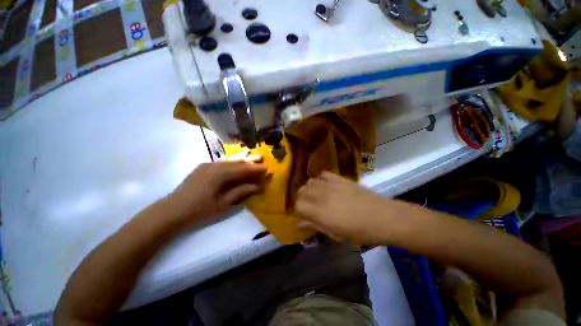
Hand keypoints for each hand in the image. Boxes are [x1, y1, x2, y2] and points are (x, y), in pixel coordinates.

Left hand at [167, 160, 266, 225]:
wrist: (171, 211)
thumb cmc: (199, 210)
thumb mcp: (223, 204)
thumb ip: (241, 192)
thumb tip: (256, 186)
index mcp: (221, 174)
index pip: (243, 169)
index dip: (255, 168)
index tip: (266, 167)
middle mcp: (215, 166)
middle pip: (236, 162)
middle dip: (249, 160)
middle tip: (261, 158)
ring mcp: (207, 165)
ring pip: (228, 160)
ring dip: (241, 160)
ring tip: (251, 157)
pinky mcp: (202, 168)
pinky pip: (221, 162)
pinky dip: (230, 162)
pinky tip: (234, 162)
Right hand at [295, 172, 392, 244]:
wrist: (381, 217)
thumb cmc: (358, 231)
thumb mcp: (334, 234)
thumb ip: (315, 226)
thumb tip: (299, 224)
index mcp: (319, 212)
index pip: (298, 205)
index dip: (298, 210)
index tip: (303, 214)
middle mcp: (321, 196)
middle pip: (301, 191)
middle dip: (301, 198)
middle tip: (308, 206)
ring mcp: (330, 185)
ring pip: (310, 182)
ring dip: (308, 189)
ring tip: (315, 195)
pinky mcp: (339, 178)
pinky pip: (323, 174)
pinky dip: (319, 179)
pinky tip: (324, 185)